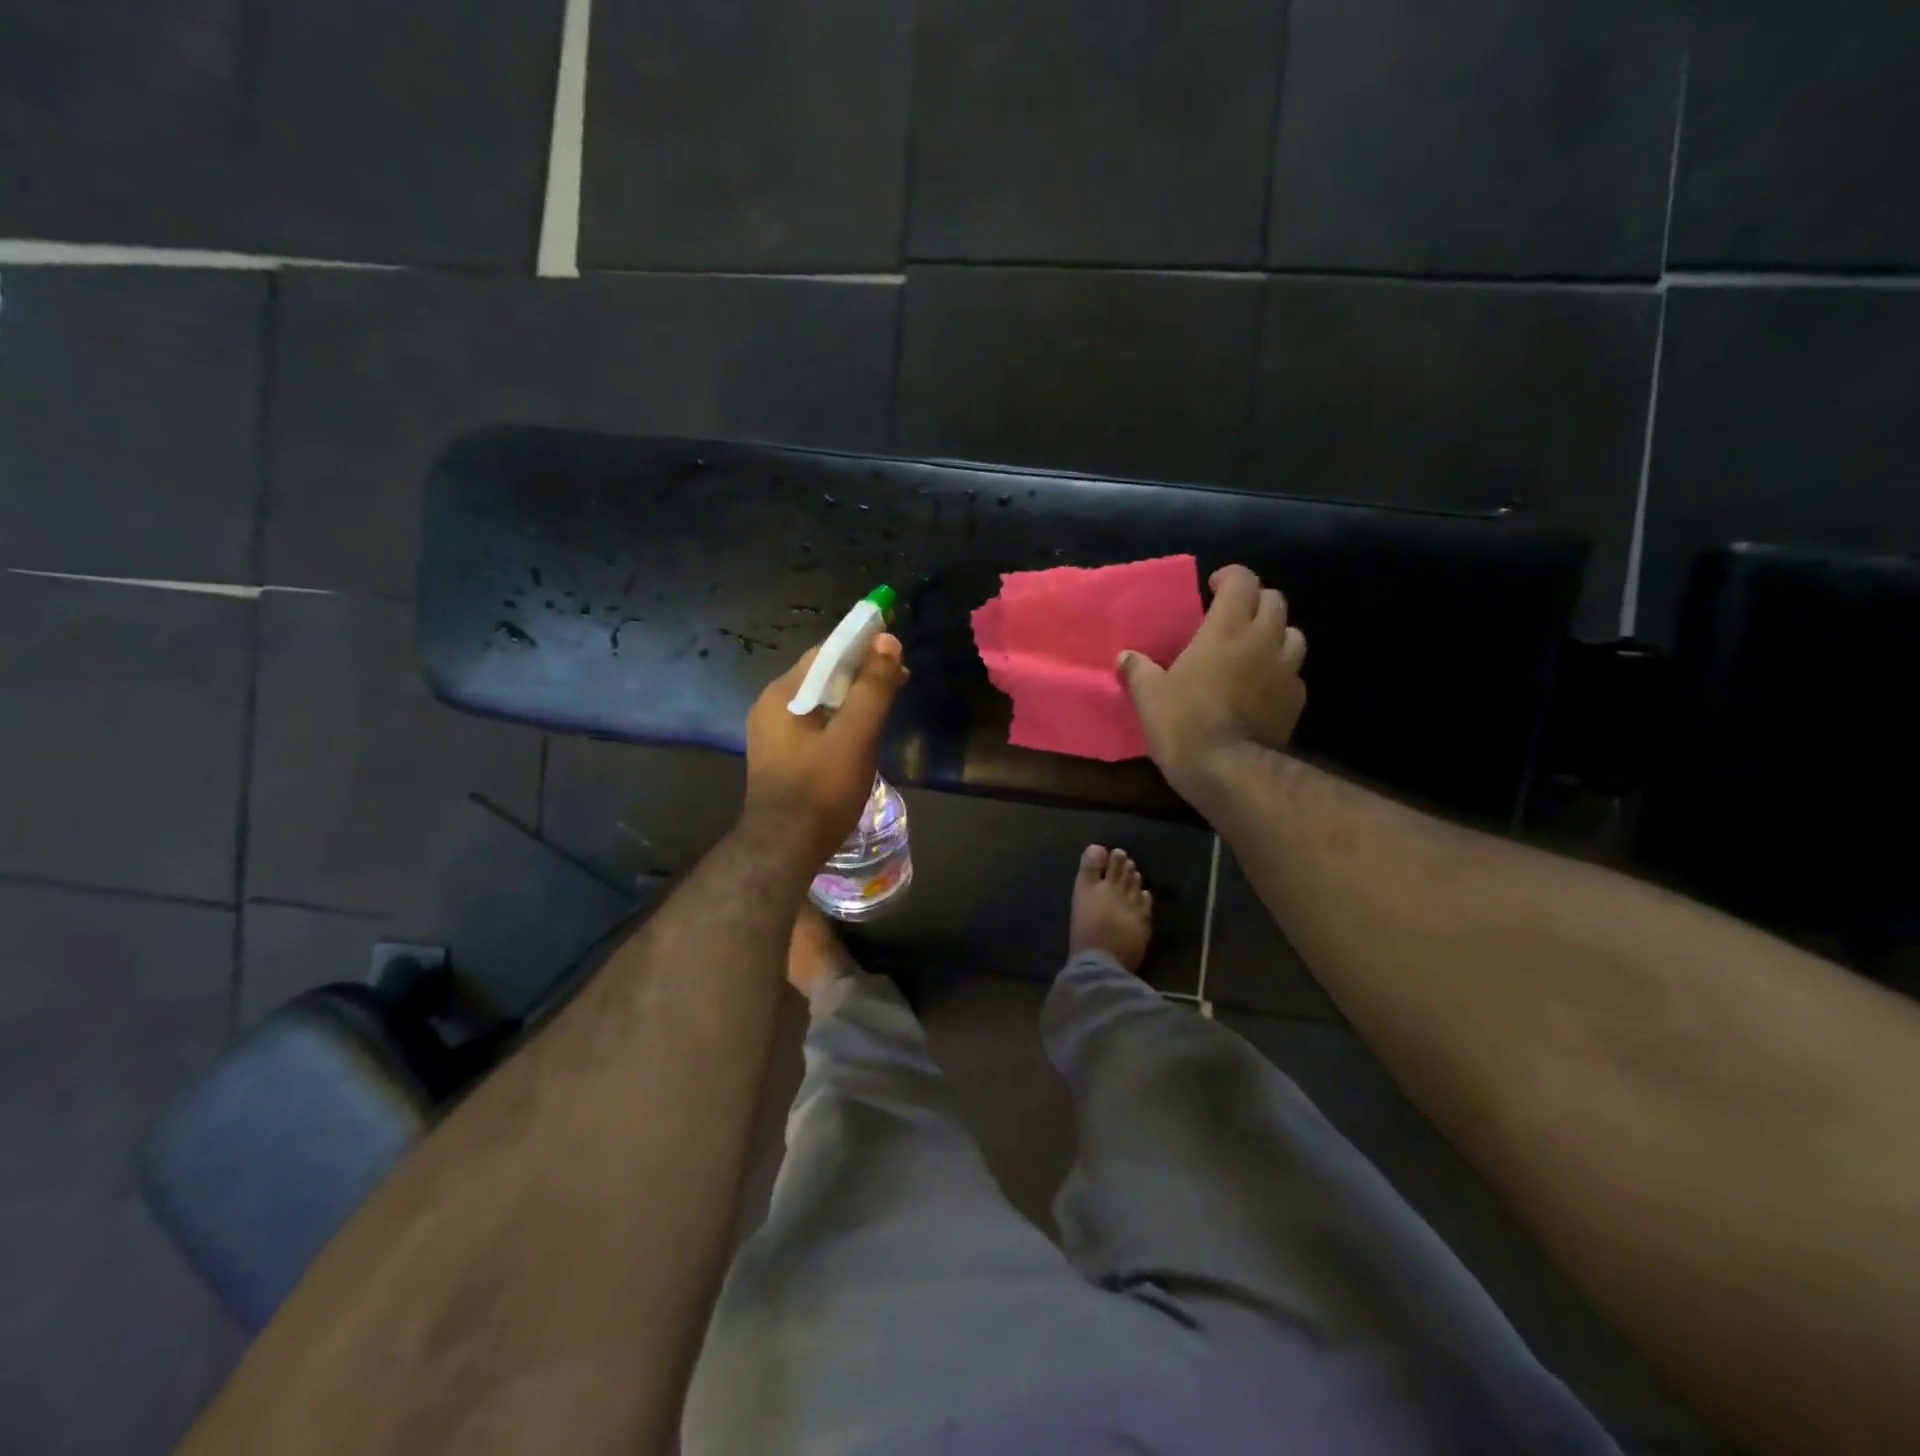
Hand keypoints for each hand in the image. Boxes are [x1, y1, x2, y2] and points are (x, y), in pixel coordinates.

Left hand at [741, 634, 909, 865]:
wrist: (784, 849)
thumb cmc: (821, 789)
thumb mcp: (855, 735)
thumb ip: (872, 688)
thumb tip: (887, 640)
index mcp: (783, 694)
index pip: (827, 652)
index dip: (863, 645)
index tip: (896, 649)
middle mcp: (771, 707)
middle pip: (822, 675)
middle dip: (861, 672)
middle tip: (899, 680)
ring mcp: (772, 734)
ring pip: (819, 701)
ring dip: (853, 697)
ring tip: (886, 705)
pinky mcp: (780, 757)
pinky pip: (814, 724)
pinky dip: (840, 719)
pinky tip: (860, 734)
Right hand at [1117, 565, 1306, 808]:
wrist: (1229, 771)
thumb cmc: (1184, 723)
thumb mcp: (1149, 696)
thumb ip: (1139, 671)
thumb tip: (1125, 657)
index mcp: (1226, 629)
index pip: (1242, 581)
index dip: (1230, 577)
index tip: (1213, 586)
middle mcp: (1263, 641)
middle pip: (1275, 601)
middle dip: (1255, 602)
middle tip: (1233, 616)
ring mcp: (1286, 672)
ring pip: (1293, 635)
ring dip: (1275, 634)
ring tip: (1253, 649)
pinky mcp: (1296, 702)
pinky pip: (1294, 674)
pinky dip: (1280, 672)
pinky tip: (1262, 688)